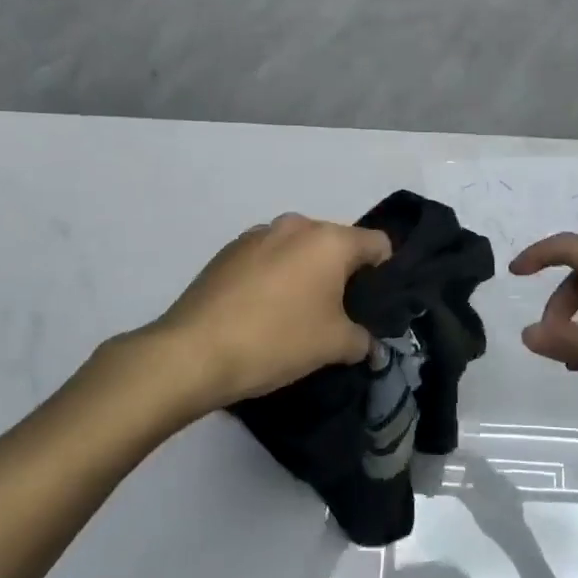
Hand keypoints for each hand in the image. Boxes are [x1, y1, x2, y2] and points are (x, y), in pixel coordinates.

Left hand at [150, 213, 391, 408]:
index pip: (377, 243)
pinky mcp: (228, 250)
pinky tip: (260, 311)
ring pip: (299, 249)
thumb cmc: (277, 340)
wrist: (193, 352)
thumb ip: (362, 340)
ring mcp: (258, 234)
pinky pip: (267, 257)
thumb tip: (371, 346)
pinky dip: (273, 276)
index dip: (384, 273)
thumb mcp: (332, 346)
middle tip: (336, 314)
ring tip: (293, 314)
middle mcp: (296, 225)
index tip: (373, 305)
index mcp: (329, 240)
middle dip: (342, 274)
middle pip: (336, 243)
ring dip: (305, 273)